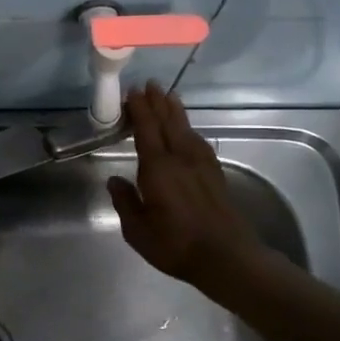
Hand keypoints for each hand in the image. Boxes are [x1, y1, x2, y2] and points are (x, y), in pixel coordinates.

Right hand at [107, 83, 263, 288]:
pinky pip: (198, 142)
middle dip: (157, 103)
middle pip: (168, 123)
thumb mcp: (138, 231)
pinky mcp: (214, 174)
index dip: (140, 110)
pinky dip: (190, 129)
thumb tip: (114, 180)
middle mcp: (180, 159)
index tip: (133, 92)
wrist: (225, 256)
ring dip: (175, 111)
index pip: (147, 131)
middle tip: (149, 84)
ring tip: (168, 95)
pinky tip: (188, 130)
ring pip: (186, 129)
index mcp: (158, 169)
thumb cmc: (176, 245)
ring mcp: (200, 165)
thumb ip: (125, 202)